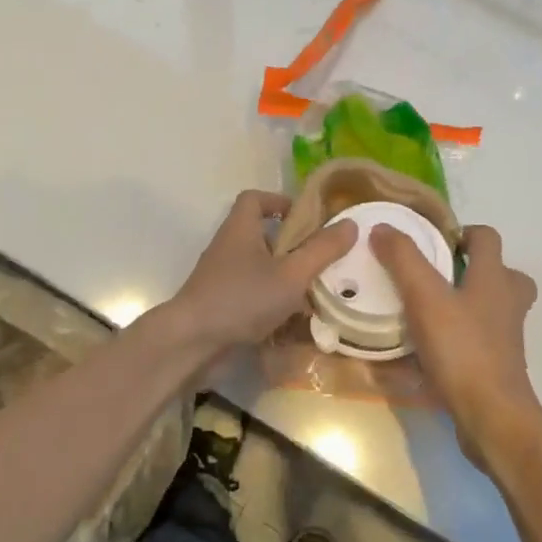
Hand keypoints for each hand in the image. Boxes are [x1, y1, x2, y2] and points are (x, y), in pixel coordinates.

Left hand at [164, 190, 357, 351]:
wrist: (191, 343)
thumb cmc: (242, 298)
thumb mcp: (291, 274)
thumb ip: (321, 250)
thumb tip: (350, 223)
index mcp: (240, 228)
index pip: (255, 199)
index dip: (280, 202)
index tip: (307, 219)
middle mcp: (228, 247)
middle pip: (261, 234)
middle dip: (292, 245)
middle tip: (321, 259)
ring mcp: (222, 277)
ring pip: (259, 267)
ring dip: (285, 276)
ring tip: (316, 291)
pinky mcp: (221, 304)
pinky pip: (252, 294)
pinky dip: (272, 302)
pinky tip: (294, 321)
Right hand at [373, 224, 540, 470]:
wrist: (491, 417)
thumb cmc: (461, 349)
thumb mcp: (424, 297)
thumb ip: (403, 259)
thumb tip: (383, 228)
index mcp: (494, 278)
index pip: (487, 237)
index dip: (462, 232)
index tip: (432, 242)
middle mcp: (507, 303)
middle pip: (499, 272)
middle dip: (470, 268)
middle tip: (434, 275)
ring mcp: (506, 337)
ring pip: (491, 307)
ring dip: (465, 302)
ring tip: (427, 309)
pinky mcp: (498, 365)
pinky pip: (480, 339)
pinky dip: (460, 336)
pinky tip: (428, 346)